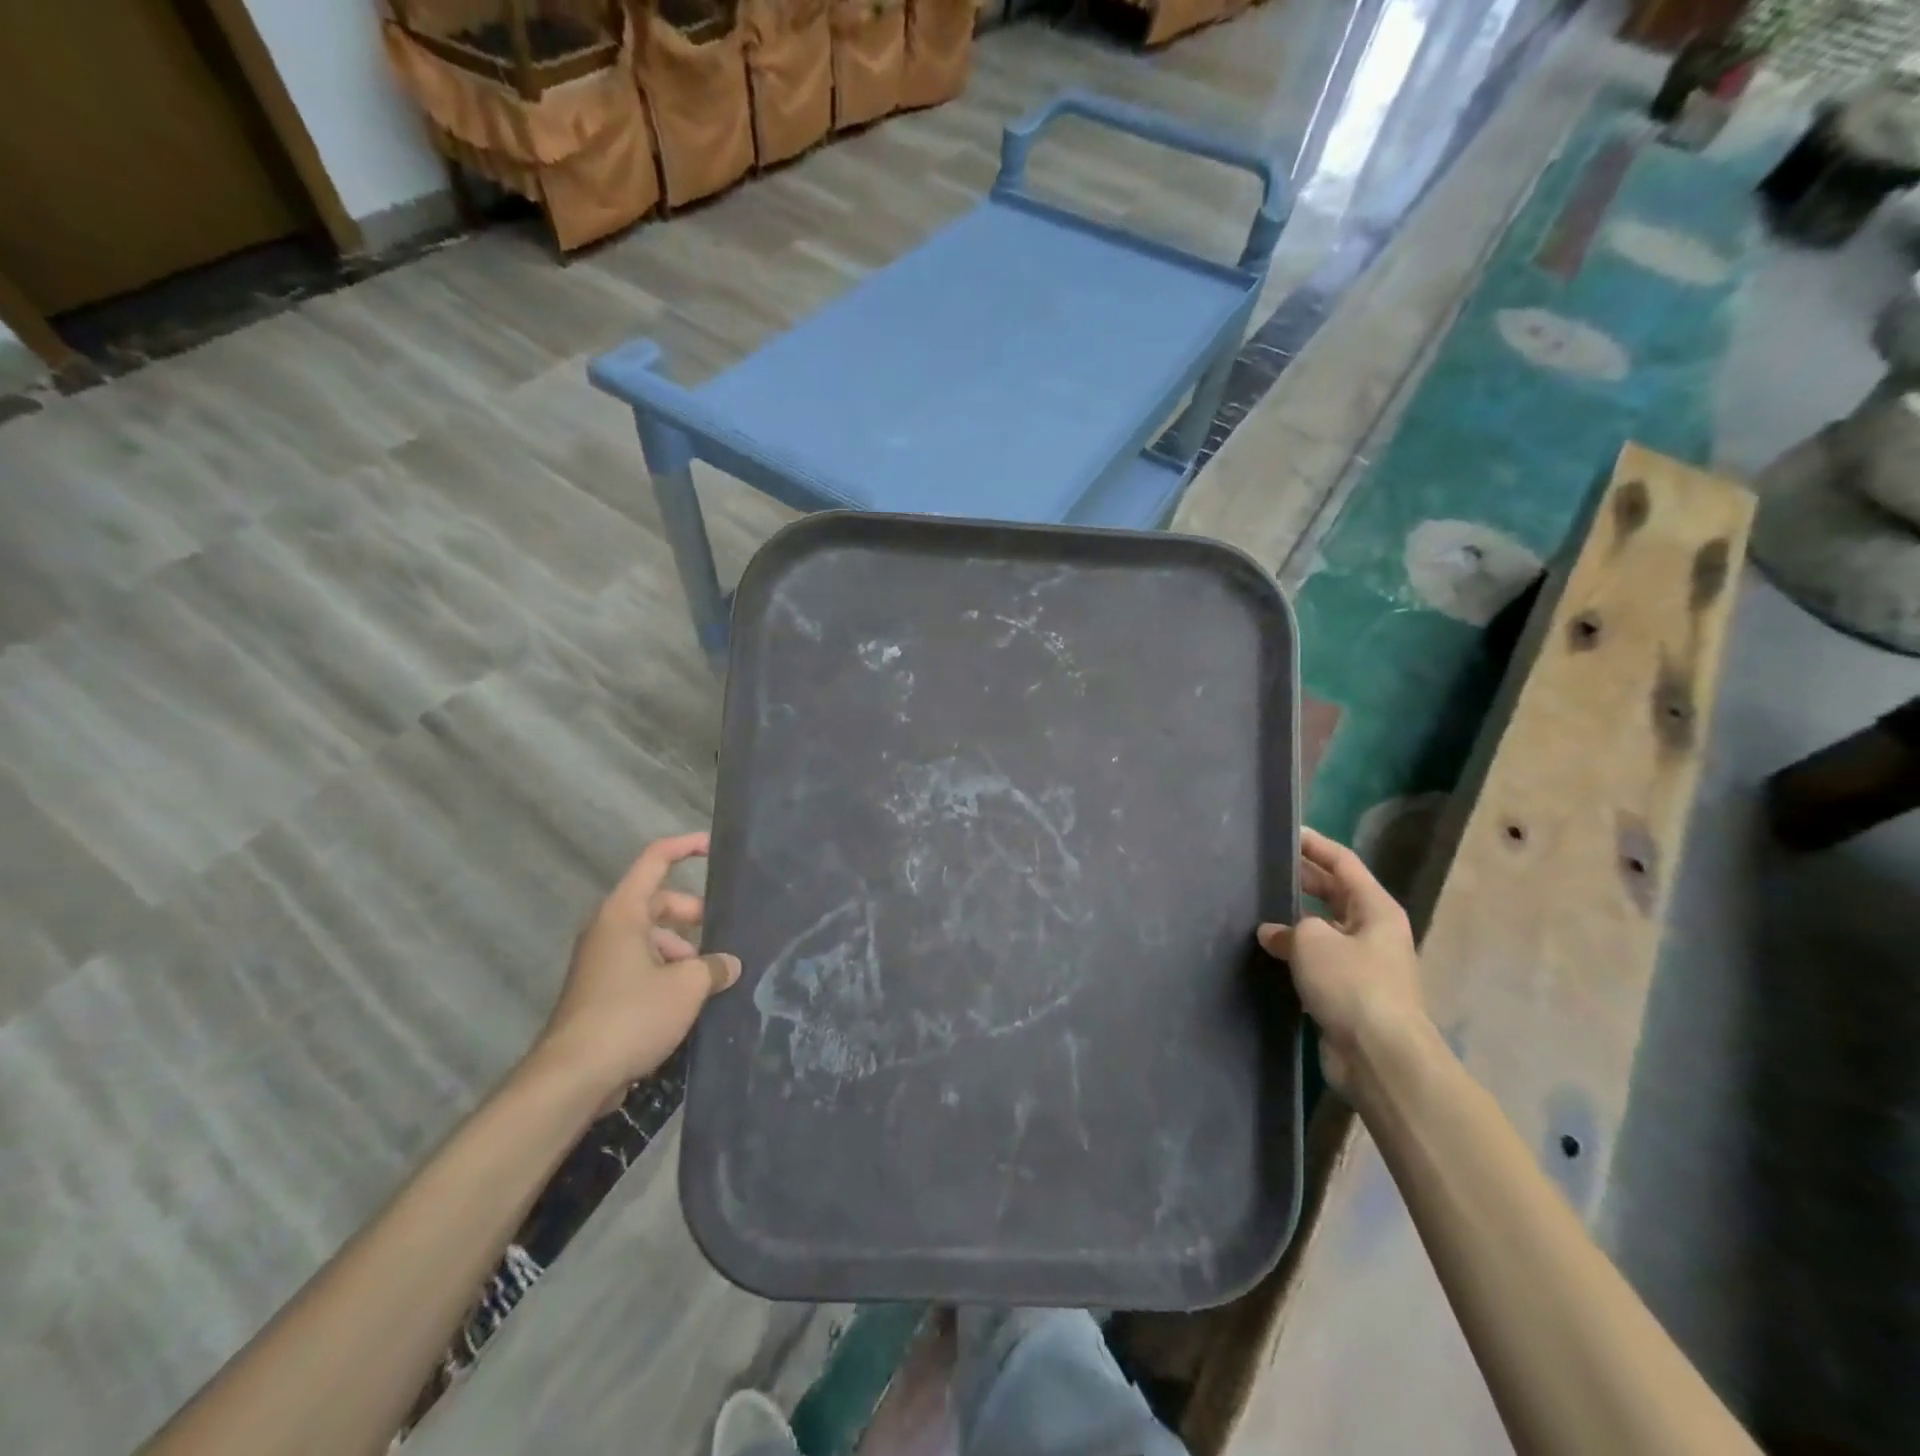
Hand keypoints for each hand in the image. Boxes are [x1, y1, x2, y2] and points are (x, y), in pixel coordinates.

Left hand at [529, 832, 740, 1108]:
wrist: (572, 1077)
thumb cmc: (631, 1015)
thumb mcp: (687, 986)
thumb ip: (714, 967)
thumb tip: (729, 965)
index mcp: (624, 913)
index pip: (656, 860)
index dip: (686, 847)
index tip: (714, 846)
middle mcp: (609, 929)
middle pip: (657, 903)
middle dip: (693, 914)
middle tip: (723, 933)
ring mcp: (602, 962)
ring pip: (651, 939)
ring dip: (682, 950)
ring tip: (710, 977)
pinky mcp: (601, 992)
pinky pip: (641, 967)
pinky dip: (666, 973)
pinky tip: (689, 1001)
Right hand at [1257, 829, 1427, 1095]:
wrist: (1380, 1056)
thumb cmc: (1352, 985)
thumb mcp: (1313, 941)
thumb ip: (1289, 927)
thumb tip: (1273, 932)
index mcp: (1376, 908)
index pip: (1344, 863)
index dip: (1316, 845)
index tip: (1288, 833)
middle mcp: (1374, 931)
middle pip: (1336, 894)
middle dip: (1305, 880)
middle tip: (1269, 868)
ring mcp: (1364, 964)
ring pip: (1326, 929)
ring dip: (1297, 920)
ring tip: (1260, 908)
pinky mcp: (1350, 993)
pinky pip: (1320, 960)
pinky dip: (1298, 953)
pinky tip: (1270, 952)